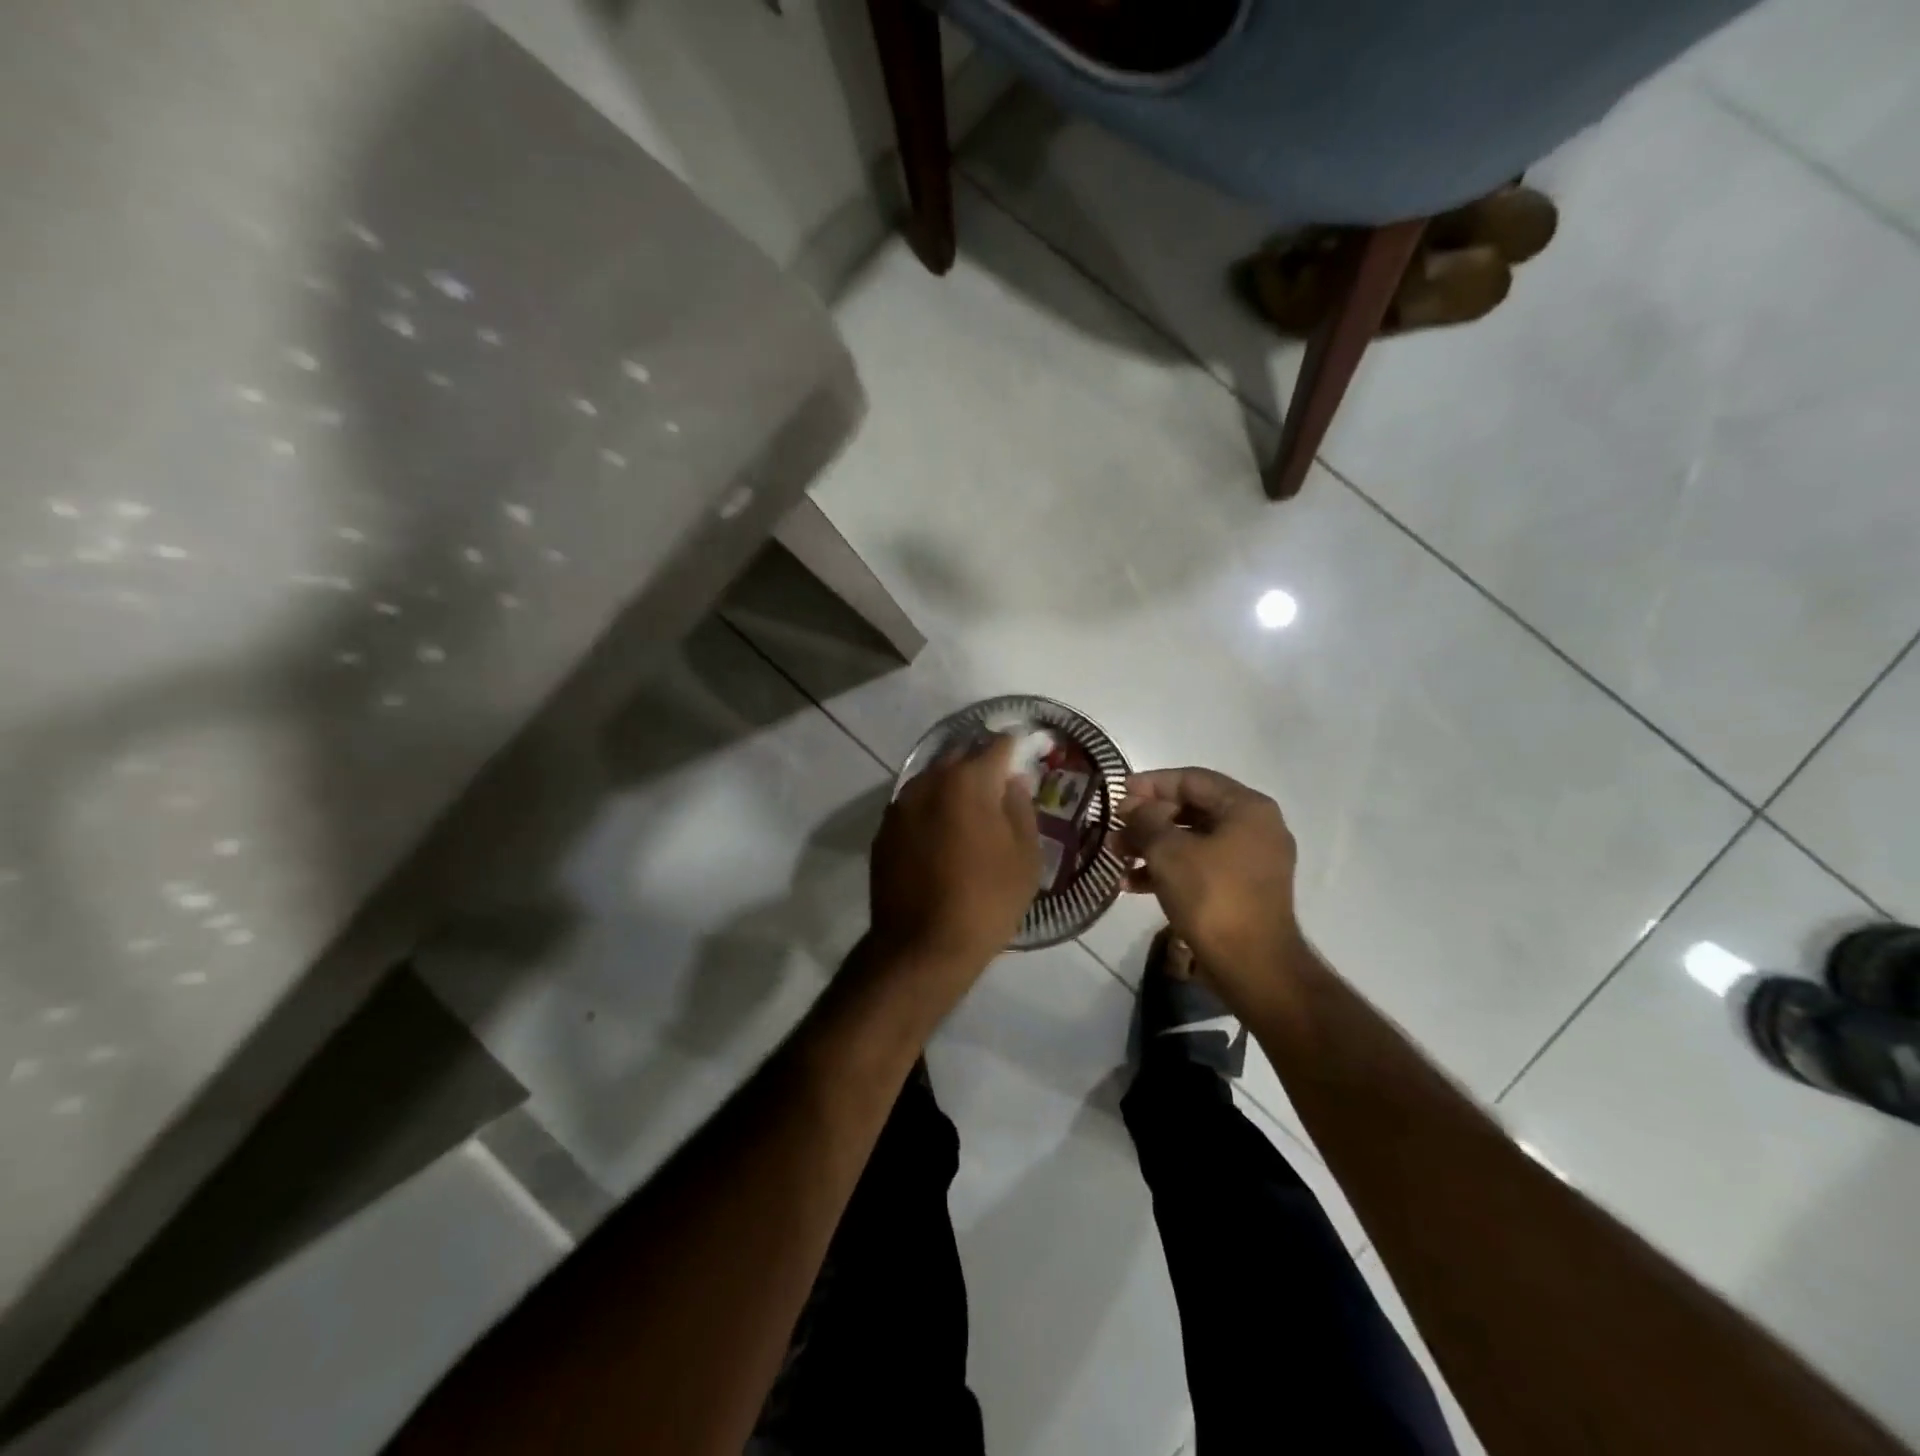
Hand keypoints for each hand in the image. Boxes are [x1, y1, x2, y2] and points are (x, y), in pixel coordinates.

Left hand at [869, 734, 1041, 987]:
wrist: (921, 947)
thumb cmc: (986, 901)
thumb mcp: (1024, 857)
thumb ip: (1020, 808)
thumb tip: (1012, 781)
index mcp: (968, 781)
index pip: (997, 745)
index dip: (1015, 747)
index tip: (1026, 753)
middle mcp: (929, 781)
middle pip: (960, 754)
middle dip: (981, 760)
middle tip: (1001, 779)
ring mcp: (901, 805)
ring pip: (932, 777)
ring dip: (953, 782)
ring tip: (971, 805)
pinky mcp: (884, 830)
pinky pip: (914, 803)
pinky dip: (932, 806)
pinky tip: (943, 830)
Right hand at [1118, 768, 1305, 1011]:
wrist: (1253, 966)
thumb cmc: (1212, 897)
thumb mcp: (1168, 851)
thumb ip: (1145, 820)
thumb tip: (1133, 808)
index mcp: (1247, 808)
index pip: (1191, 779)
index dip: (1150, 784)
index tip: (1117, 793)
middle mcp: (1256, 827)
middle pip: (1192, 809)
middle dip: (1148, 819)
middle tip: (1114, 828)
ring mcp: (1252, 861)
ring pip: (1193, 840)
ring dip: (1152, 845)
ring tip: (1116, 856)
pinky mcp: (1243, 890)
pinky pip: (1201, 867)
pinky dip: (1169, 869)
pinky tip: (1132, 884)